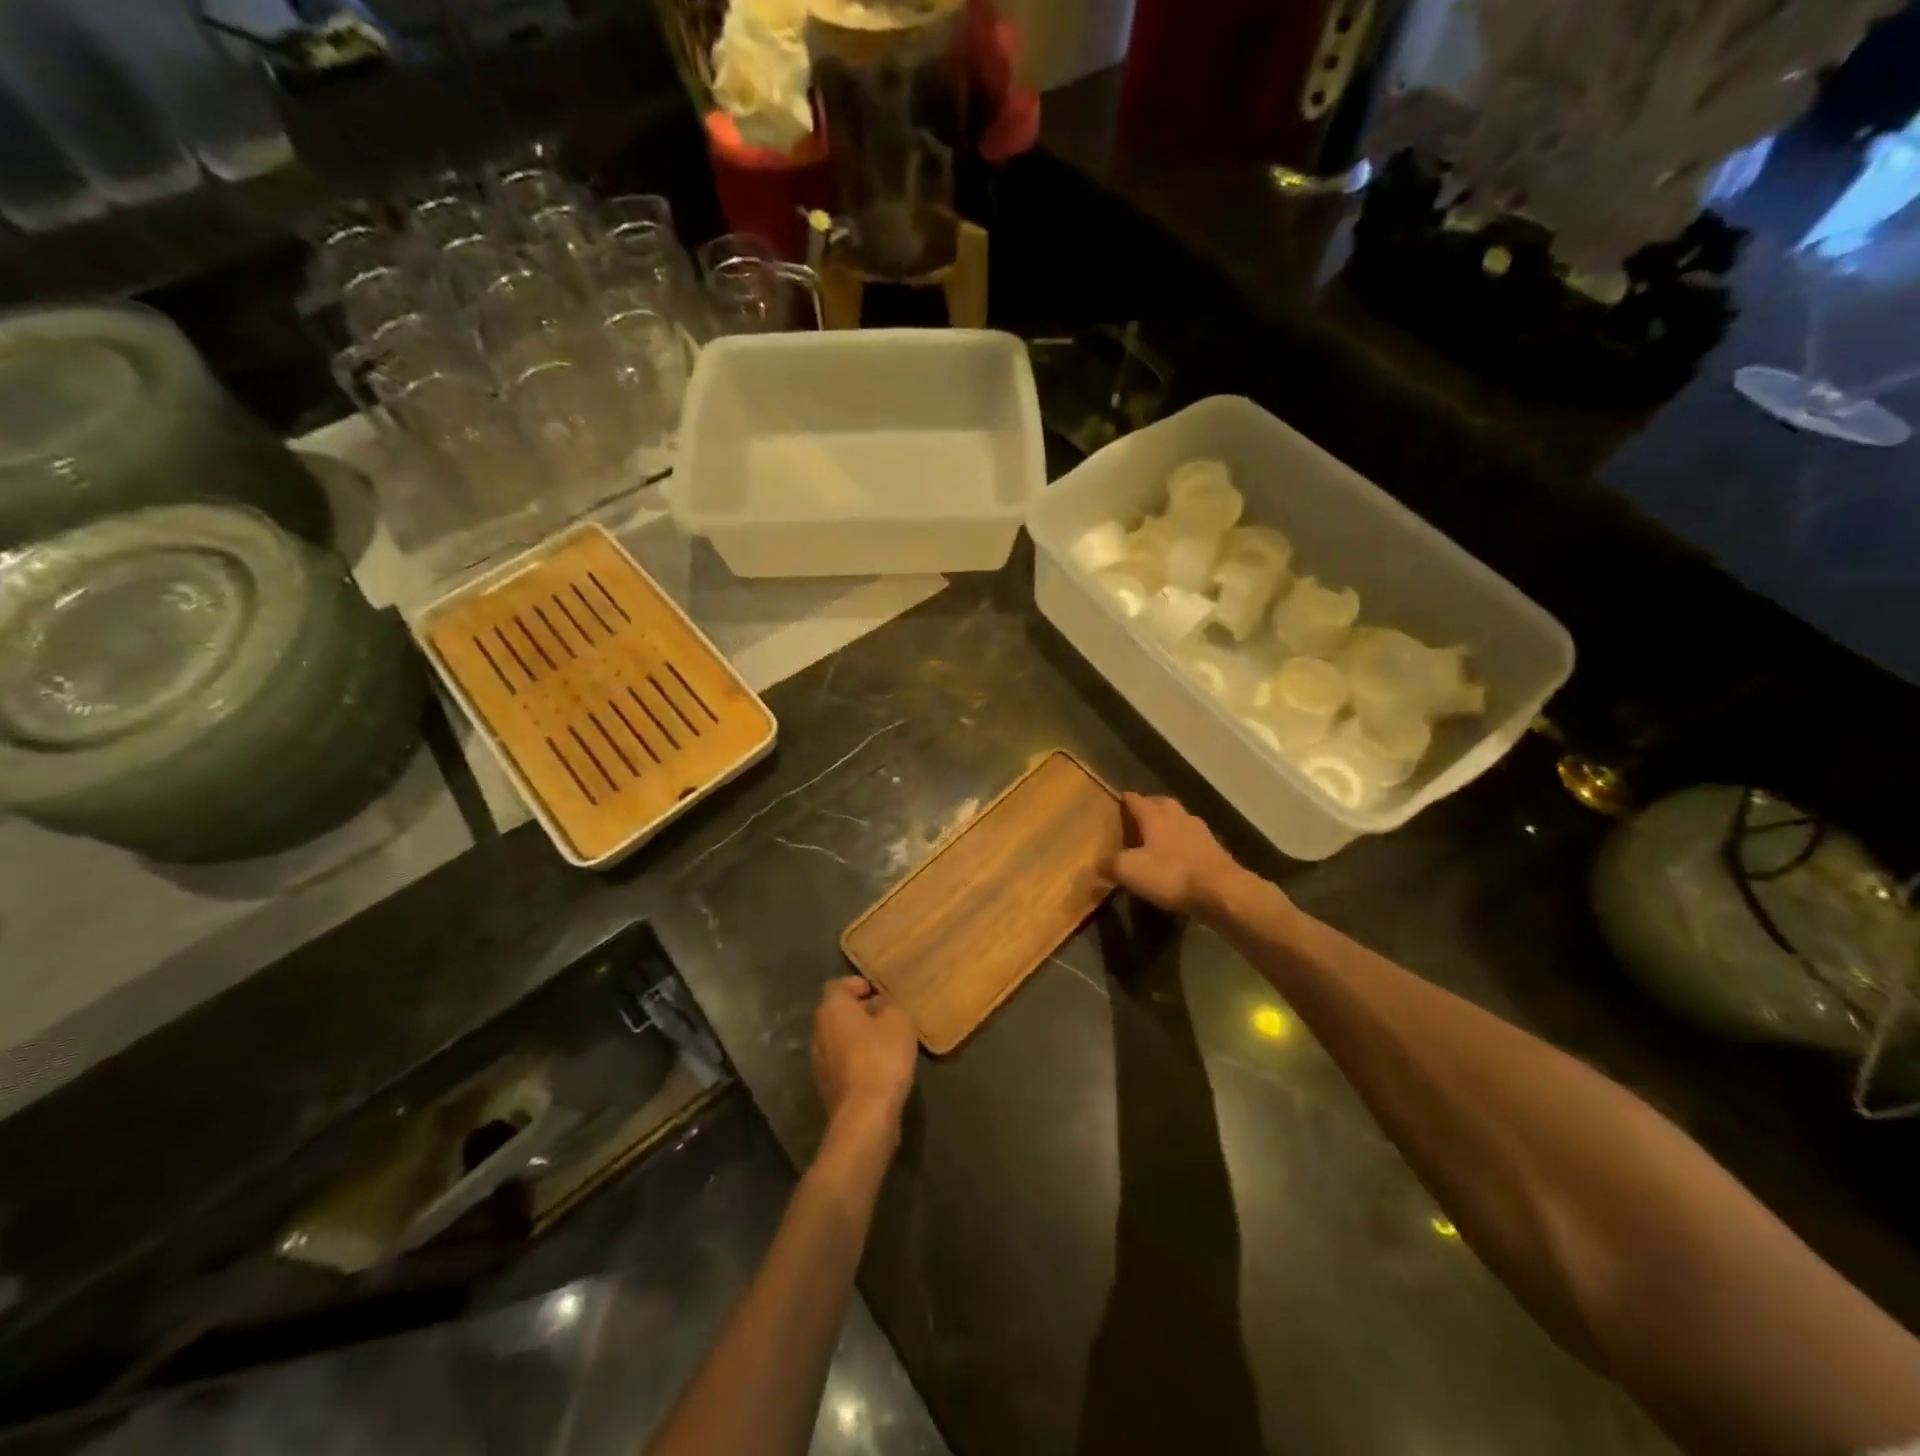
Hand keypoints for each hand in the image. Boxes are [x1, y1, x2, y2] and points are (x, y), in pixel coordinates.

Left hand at [812, 977, 917, 1131]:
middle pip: (836, 1013)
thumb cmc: (881, 1057)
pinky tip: (878, 1068)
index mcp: (831, 1009)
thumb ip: (889, 1005)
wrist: (864, 1115)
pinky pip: (841, 1063)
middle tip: (886, 1016)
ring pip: (838, 1039)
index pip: (837, 985)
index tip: (877, 993)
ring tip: (885, 1043)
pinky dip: (856, 1060)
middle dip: (859, 1012)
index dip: (857, 985)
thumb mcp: (898, 1021)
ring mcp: (818, 1062)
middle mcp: (818, 1032)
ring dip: (858, 1038)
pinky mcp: (825, 1087)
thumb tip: (880, 1005)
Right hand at [1105, 792, 1245, 920]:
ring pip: (1179, 819)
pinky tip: (1179, 856)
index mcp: (1155, 815)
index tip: (1119, 801)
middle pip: (1160, 803)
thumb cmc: (1170, 874)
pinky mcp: (1215, 849)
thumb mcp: (1130, 871)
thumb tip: (1097, 864)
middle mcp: (1178, 816)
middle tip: (1137, 818)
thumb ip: (1111, 864)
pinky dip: (1183, 843)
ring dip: (1168, 824)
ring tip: (1157, 837)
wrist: (1221, 890)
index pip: (1136, 800)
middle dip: (1149, 807)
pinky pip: (1193, 839)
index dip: (1125, 800)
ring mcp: (1200, 831)